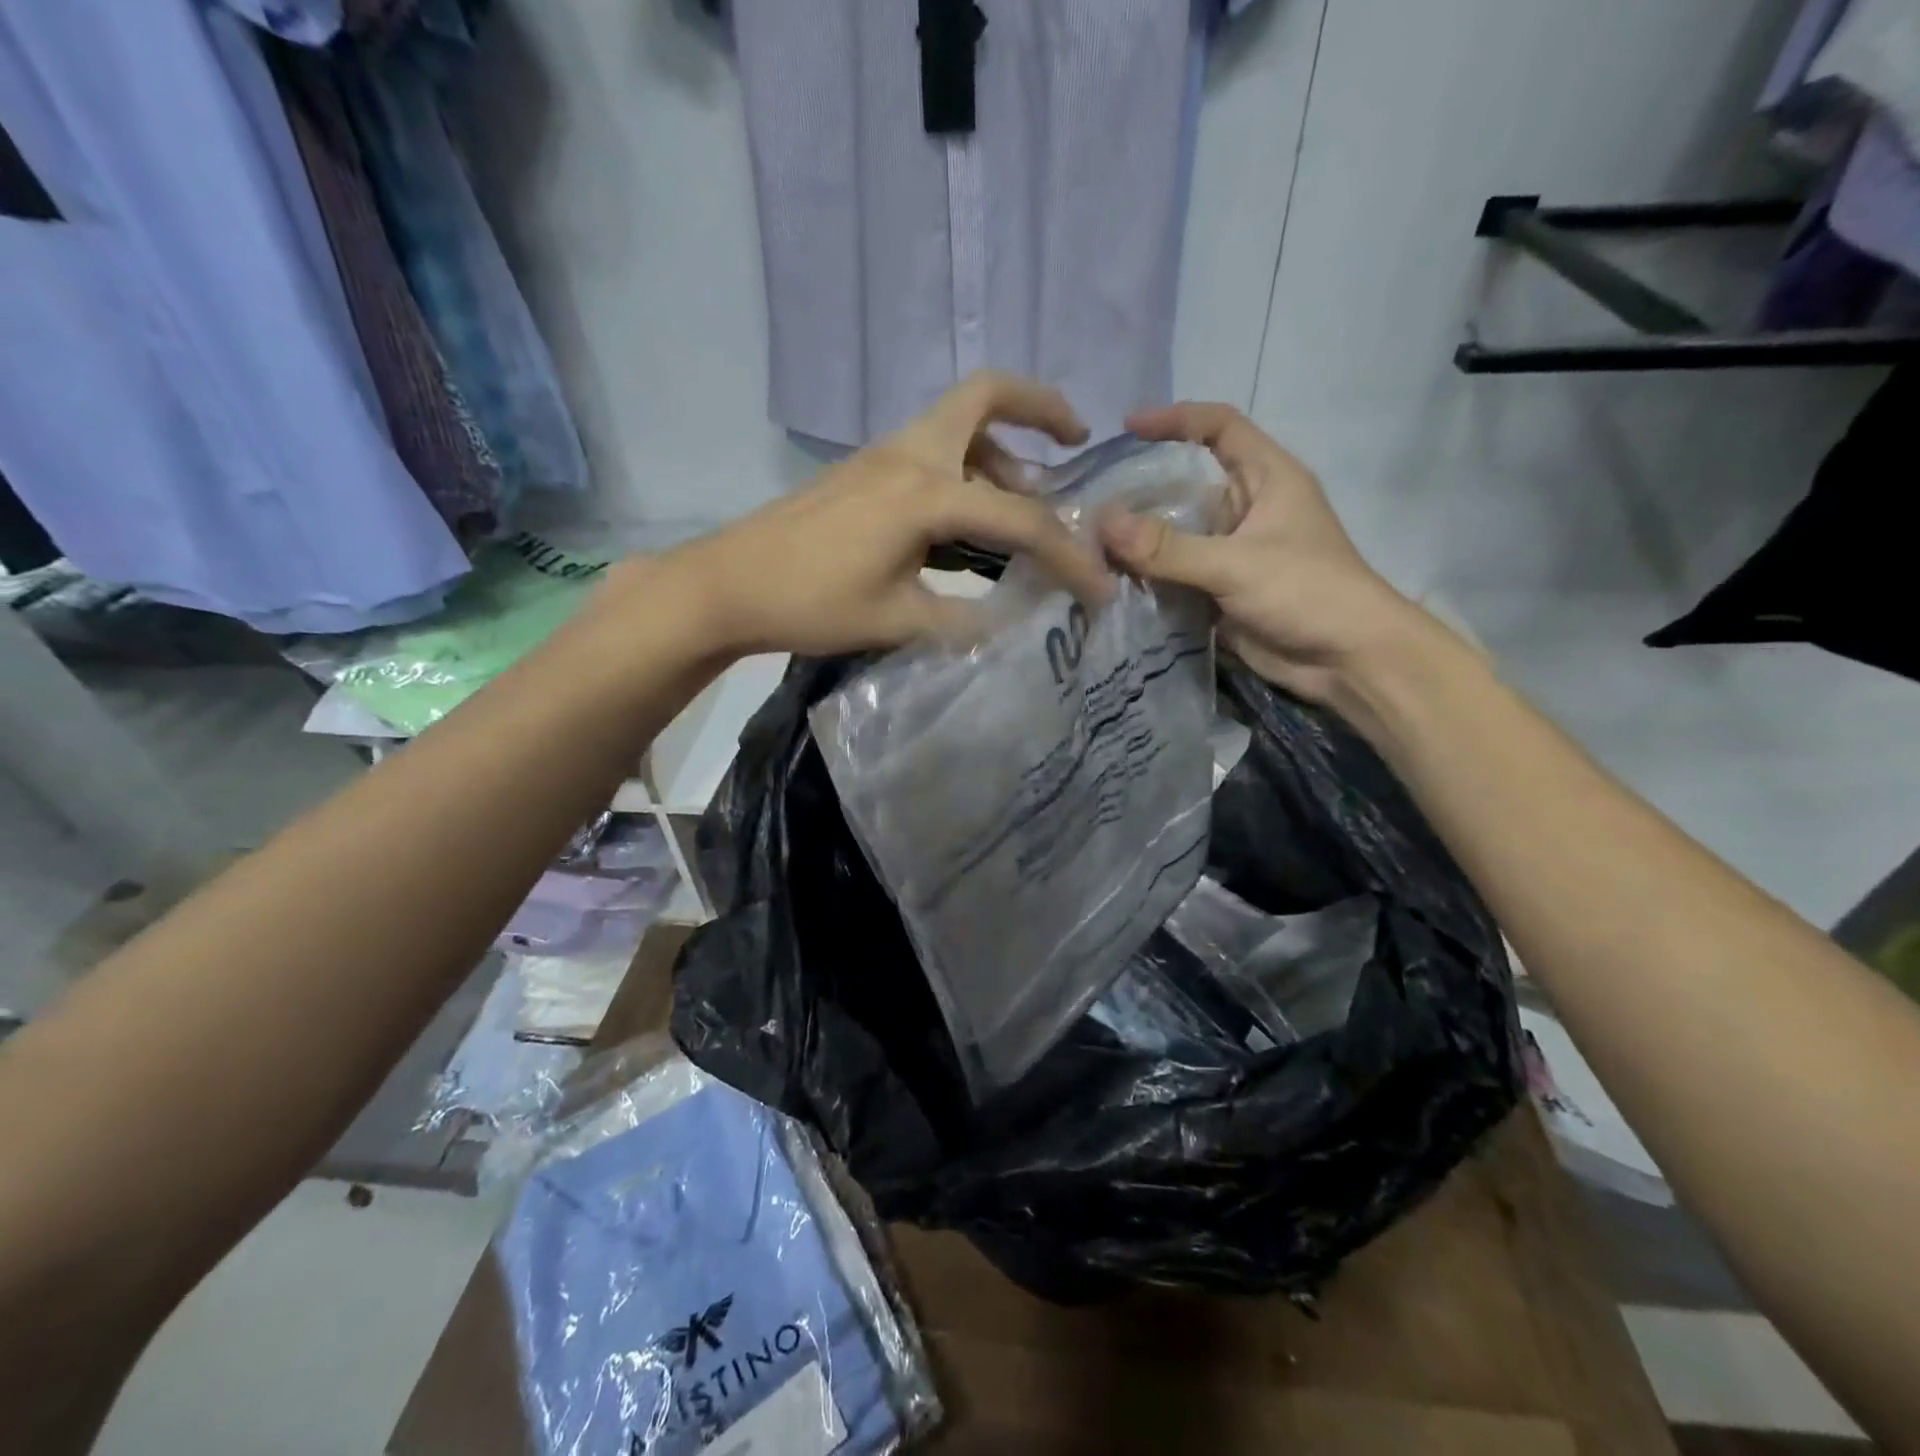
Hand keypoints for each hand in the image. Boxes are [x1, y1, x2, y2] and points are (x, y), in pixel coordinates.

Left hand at [652, 372, 1110, 657]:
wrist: (729, 583)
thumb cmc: (811, 602)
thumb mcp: (897, 620)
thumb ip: (965, 620)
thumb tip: (1014, 622)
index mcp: (926, 492)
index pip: (1020, 518)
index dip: (1068, 555)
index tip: (1100, 588)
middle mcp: (912, 454)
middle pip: (986, 395)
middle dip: (1041, 407)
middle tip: (1075, 441)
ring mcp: (884, 455)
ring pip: (960, 423)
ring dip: (1003, 448)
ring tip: (1028, 499)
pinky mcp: (867, 469)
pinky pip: (934, 448)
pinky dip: (968, 466)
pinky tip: (970, 520)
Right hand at [1098, 403, 1434, 703]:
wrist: (1346, 660)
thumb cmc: (1307, 592)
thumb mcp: (1236, 564)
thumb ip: (1169, 547)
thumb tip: (1103, 523)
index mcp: (1267, 477)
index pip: (1220, 426)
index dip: (1176, 419)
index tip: (1126, 429)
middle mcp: (1247, 507)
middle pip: (1188, 482)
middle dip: (1142, 487)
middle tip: (1091, 496)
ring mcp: (1232, 551)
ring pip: (1177, 532)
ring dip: (1139, 537)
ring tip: (1089, 539)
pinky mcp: (1221, 589)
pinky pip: (1176, 573)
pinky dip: (1147, 575)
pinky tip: (1111, 579)